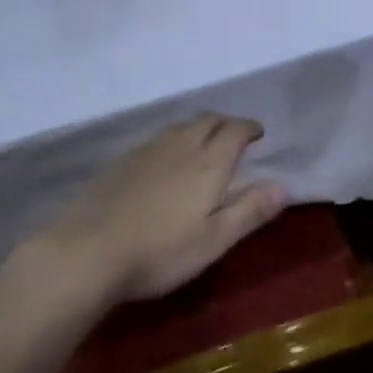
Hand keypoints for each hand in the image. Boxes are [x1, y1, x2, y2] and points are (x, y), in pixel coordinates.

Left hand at [37, 114, 286, 305]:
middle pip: (207, 120)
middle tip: (234, 134)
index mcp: (209, 163)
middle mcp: (180, 146)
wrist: (89, 251)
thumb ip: (249, 211)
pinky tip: (165, 158)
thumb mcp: (214, 241)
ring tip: (204, 142)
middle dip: (225, 122)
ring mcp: (147, 151)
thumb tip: (283, 186)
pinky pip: (158, 138)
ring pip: (180, 126)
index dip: (249, 127)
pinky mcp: (122, 161)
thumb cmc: (160, 252)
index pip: (234, 131)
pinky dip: (173, 138)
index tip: (258, 132)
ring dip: (198, 127)